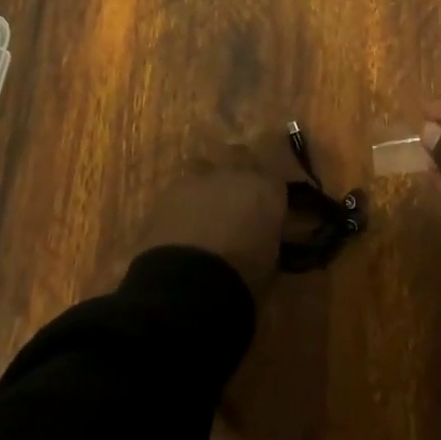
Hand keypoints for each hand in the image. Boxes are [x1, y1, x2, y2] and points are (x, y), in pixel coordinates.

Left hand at [134, 135, 296, 296]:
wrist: (188, 283)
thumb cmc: (242, 278)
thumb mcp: (269, 260)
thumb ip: (267, 235)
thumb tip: (261, 234)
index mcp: (266, 189)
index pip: (274, 178)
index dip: (268, 192)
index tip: (266, 208)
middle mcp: (233, 173)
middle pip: (239, 156)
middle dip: (238, 171)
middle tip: (236, 198)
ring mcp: (197, 178)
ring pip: (205, 166)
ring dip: (207, 182)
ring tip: (204, 208)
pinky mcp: (167, 192)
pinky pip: (179, 189)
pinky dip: (182, 202)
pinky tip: (179, 223)